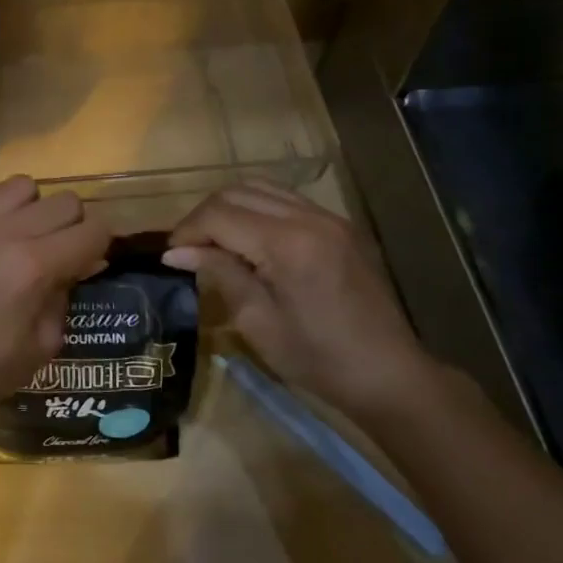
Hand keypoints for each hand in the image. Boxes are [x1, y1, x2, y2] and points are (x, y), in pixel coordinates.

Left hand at [0, 175, 109, 430]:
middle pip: (64, 201)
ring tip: (16, 234)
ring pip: (21, 186)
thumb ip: (64, 296)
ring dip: (29, 209)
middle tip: (56, 250)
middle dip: (70, 226)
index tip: (90, 259)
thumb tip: (75, 267)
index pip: (93, 229)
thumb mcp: (43, 345)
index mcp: (35, 266)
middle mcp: (4, 232)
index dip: (99, 245)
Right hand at [164, 180, 438, 418]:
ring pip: (259, 188)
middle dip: (204, 217)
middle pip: (235, 192)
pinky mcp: (338, 225)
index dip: (187, 231)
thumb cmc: (318, 359)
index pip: (219, 215)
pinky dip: (255, 210)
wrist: (390, 374)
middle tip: (189, 250)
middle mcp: (308, 218)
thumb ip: (219, 274)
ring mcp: (328, 217)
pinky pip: (284, 200)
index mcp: (287, 244)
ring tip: (214, 242)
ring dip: (228, 209)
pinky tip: (248, 240)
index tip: (171, 257)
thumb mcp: (257, 322)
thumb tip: (176, 253)